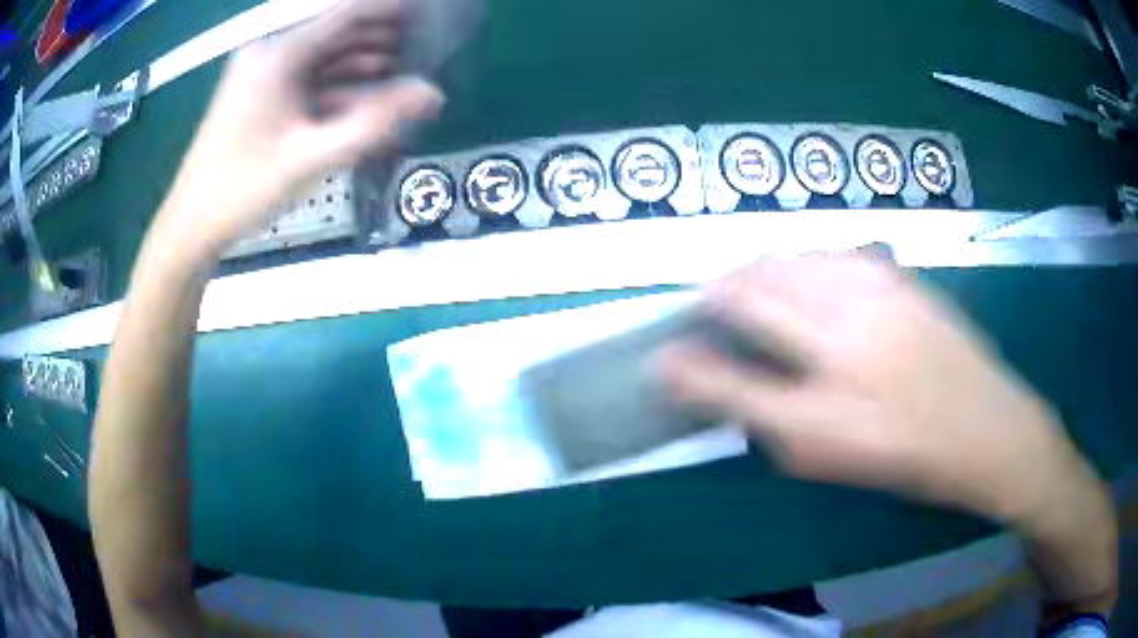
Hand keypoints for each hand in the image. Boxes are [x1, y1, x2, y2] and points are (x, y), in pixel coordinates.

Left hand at [156, 0, 443, 261]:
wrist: (192, 226)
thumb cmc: (244, 189)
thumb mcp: (312, 157)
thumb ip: (374, 123)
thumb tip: (432, 94)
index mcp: (278, 54)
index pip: (345, 11)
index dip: (388, 7)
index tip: (428, 12)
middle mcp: (269, 53)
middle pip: (335, 30)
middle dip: (380, 35)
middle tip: (424, 45)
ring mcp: (262, 74)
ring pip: (323, 55)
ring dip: (361, 62)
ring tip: (405, 71)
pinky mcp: (260, 95)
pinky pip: (307, 79)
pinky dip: (336, 86)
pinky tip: (365, 98)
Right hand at [658, 253, 1098, 526]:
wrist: (988, 427)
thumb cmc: (909, 459)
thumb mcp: (833, 461)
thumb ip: (771, 423)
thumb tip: (725, 391)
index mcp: (827, 407)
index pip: (733, 379)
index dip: (686, 364)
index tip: (662, 356)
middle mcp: (845, 341)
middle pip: (757, 292)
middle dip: (716, 292)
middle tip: (704, 303)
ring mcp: (876, 297)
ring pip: (791, 260)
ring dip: (757, 269)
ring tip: (747, 283)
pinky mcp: (898, 276)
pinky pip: (832, 253)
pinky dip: (804, 260)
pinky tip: (805, 274)